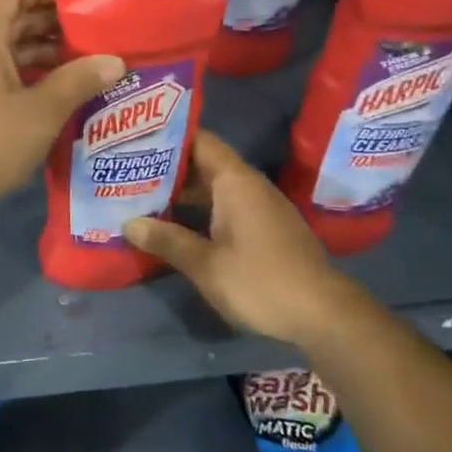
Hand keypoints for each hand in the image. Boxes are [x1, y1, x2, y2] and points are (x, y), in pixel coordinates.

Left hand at [0, 0, 123, 220]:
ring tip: (82, 63)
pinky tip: (52, 88)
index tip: (84, 2)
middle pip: (7, 16)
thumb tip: (115, 62)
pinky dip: (17, 70)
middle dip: (50, 24)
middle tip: (93, 35)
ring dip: (37, 51)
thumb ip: (79, 80)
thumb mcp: (42, 110)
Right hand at [123, 130, 362, 344]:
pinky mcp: (265, 229)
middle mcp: (249, 186)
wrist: (325, 316)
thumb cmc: (261, 281)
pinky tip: (174, 224)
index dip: (167, 135)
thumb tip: (128, 224)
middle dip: (167, 166)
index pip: (199, 141)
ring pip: (213, 187)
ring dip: (181, 191)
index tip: (134, 137)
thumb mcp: (206, 264)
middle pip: (203, 163)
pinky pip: (225, 206)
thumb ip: (167, 240)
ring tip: (141, 194)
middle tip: (126, 168)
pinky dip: (199, 209)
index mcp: (235, 182)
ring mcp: (260, 207)